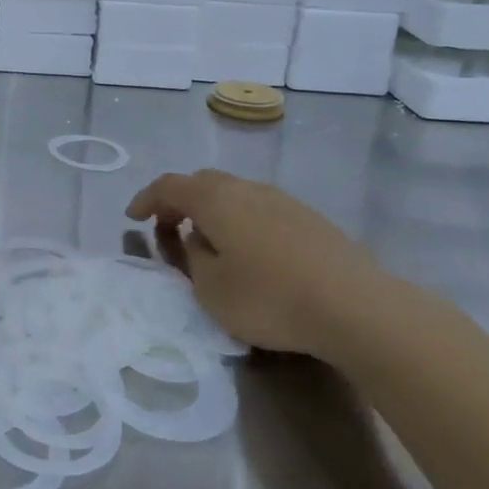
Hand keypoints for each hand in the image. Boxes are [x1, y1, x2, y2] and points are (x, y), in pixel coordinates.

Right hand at [126, 170, 382, 356]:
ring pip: (235, 193)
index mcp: (215, 199)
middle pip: (203, 182)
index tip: (132, 218)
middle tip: (169, 229)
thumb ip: (193, 258)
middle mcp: (246, 188)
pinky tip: (251, 251)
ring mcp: (282, 199)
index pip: (169, 186)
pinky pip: (260, 208)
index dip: (146, 199)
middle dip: (180, 202)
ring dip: (213, 211)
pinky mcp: (309, 218)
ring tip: (209, 243)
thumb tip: (197, 239)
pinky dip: (241, 220)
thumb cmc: (270, 298)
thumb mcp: (211, 289)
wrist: (355, 306)